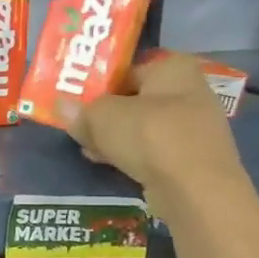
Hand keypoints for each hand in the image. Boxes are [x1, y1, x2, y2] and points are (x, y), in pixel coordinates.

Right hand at [71, 52, 247, 221]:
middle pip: (136, 98)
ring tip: (87, 146)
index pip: (129, 67)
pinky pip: (153, 150)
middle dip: (106, 113)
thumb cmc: (150, 136)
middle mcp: (190, 91)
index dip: (100, 82)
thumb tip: (62, 107)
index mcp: (174, 68)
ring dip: (116, 136)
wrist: (196, 190)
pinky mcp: (192, 159)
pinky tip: (107, 162)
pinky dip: (132, 154)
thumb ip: (81, 111)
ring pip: (143, 127)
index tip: (76, 97)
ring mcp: (194, 128)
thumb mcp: (102, 117)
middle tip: (78, 123)